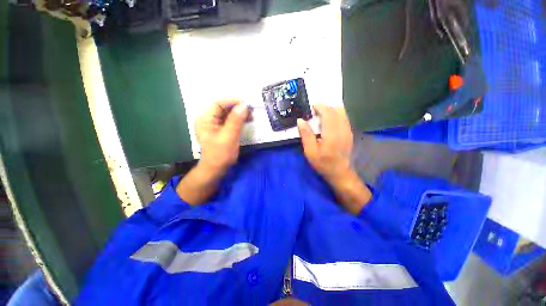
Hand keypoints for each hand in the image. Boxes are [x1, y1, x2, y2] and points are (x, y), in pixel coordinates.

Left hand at [195, 100, 249, 173]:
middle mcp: (208, 119)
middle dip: (238, 108)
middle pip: (224, 108)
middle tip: (251, 111)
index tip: (247, 104)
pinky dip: (238, 120)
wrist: (216, 169)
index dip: (233, 101)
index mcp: (205, 119)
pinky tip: (247, 121)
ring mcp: (214, 125)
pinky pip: (230, 121)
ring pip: (228, 114)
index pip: (219, 103)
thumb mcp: (229, 137)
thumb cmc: (220, 154)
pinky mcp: (220, 130)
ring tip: (251, 116)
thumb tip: (244, 105)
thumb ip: (236, 120)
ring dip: (240, 114)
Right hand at [297, 104, 352, 183]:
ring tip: (321, 115)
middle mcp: (343, 129)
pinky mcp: (349, 133)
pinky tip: (329, 121)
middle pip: (337, 110)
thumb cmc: (323, 164)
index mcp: (332, 134)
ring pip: (342, 113)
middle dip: (326, 107)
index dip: (320, 107)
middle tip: (315, 111)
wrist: (340, 173)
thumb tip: (300, 120)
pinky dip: (336, 115)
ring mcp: (348, 130)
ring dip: (331, 110)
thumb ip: (306, 135)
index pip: (328, 113)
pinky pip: (344, 118)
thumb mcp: (310, 152)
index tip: (312, 107)